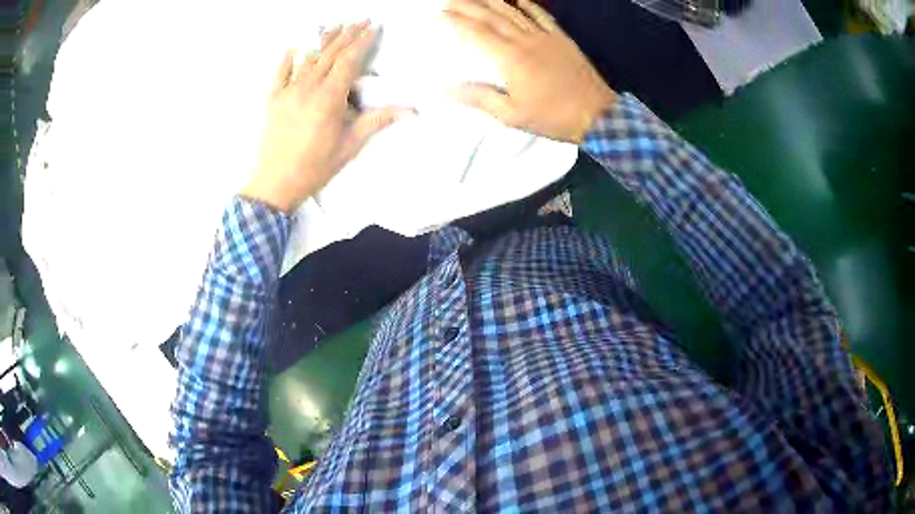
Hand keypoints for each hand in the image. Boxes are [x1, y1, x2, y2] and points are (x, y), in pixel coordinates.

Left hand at [242, 22, 410, 212]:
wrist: (274, 184)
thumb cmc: (314, 167)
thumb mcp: (349, 146)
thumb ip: (377, 122)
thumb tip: (411, 111)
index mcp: (329, 97)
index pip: (349, 61)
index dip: (362, 42)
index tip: (373, 27)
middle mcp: (308, 87)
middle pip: (330, 54)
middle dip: (347, 35)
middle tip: (359, 20)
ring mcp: (287, 91)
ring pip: (308, 59)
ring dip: (323, 41)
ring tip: (335, 26)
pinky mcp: (271, 100)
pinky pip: (279, 73)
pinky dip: (287, 59)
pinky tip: (293, 48)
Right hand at [444, 0, 615, 142]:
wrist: (597, 115)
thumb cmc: (553, 117)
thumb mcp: (512, 115)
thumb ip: (480, 98)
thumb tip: (447, 91)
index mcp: (511, 59)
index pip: (477, 33)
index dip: (456, 22)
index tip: (439, 16)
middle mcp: (526, 41)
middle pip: (492, 16)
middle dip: (468, 5)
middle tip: (450, 1)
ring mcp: (546, 37)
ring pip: (514, 11)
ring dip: (492, 0)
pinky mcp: (562, 39)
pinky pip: (542, 16)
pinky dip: (528, 5)